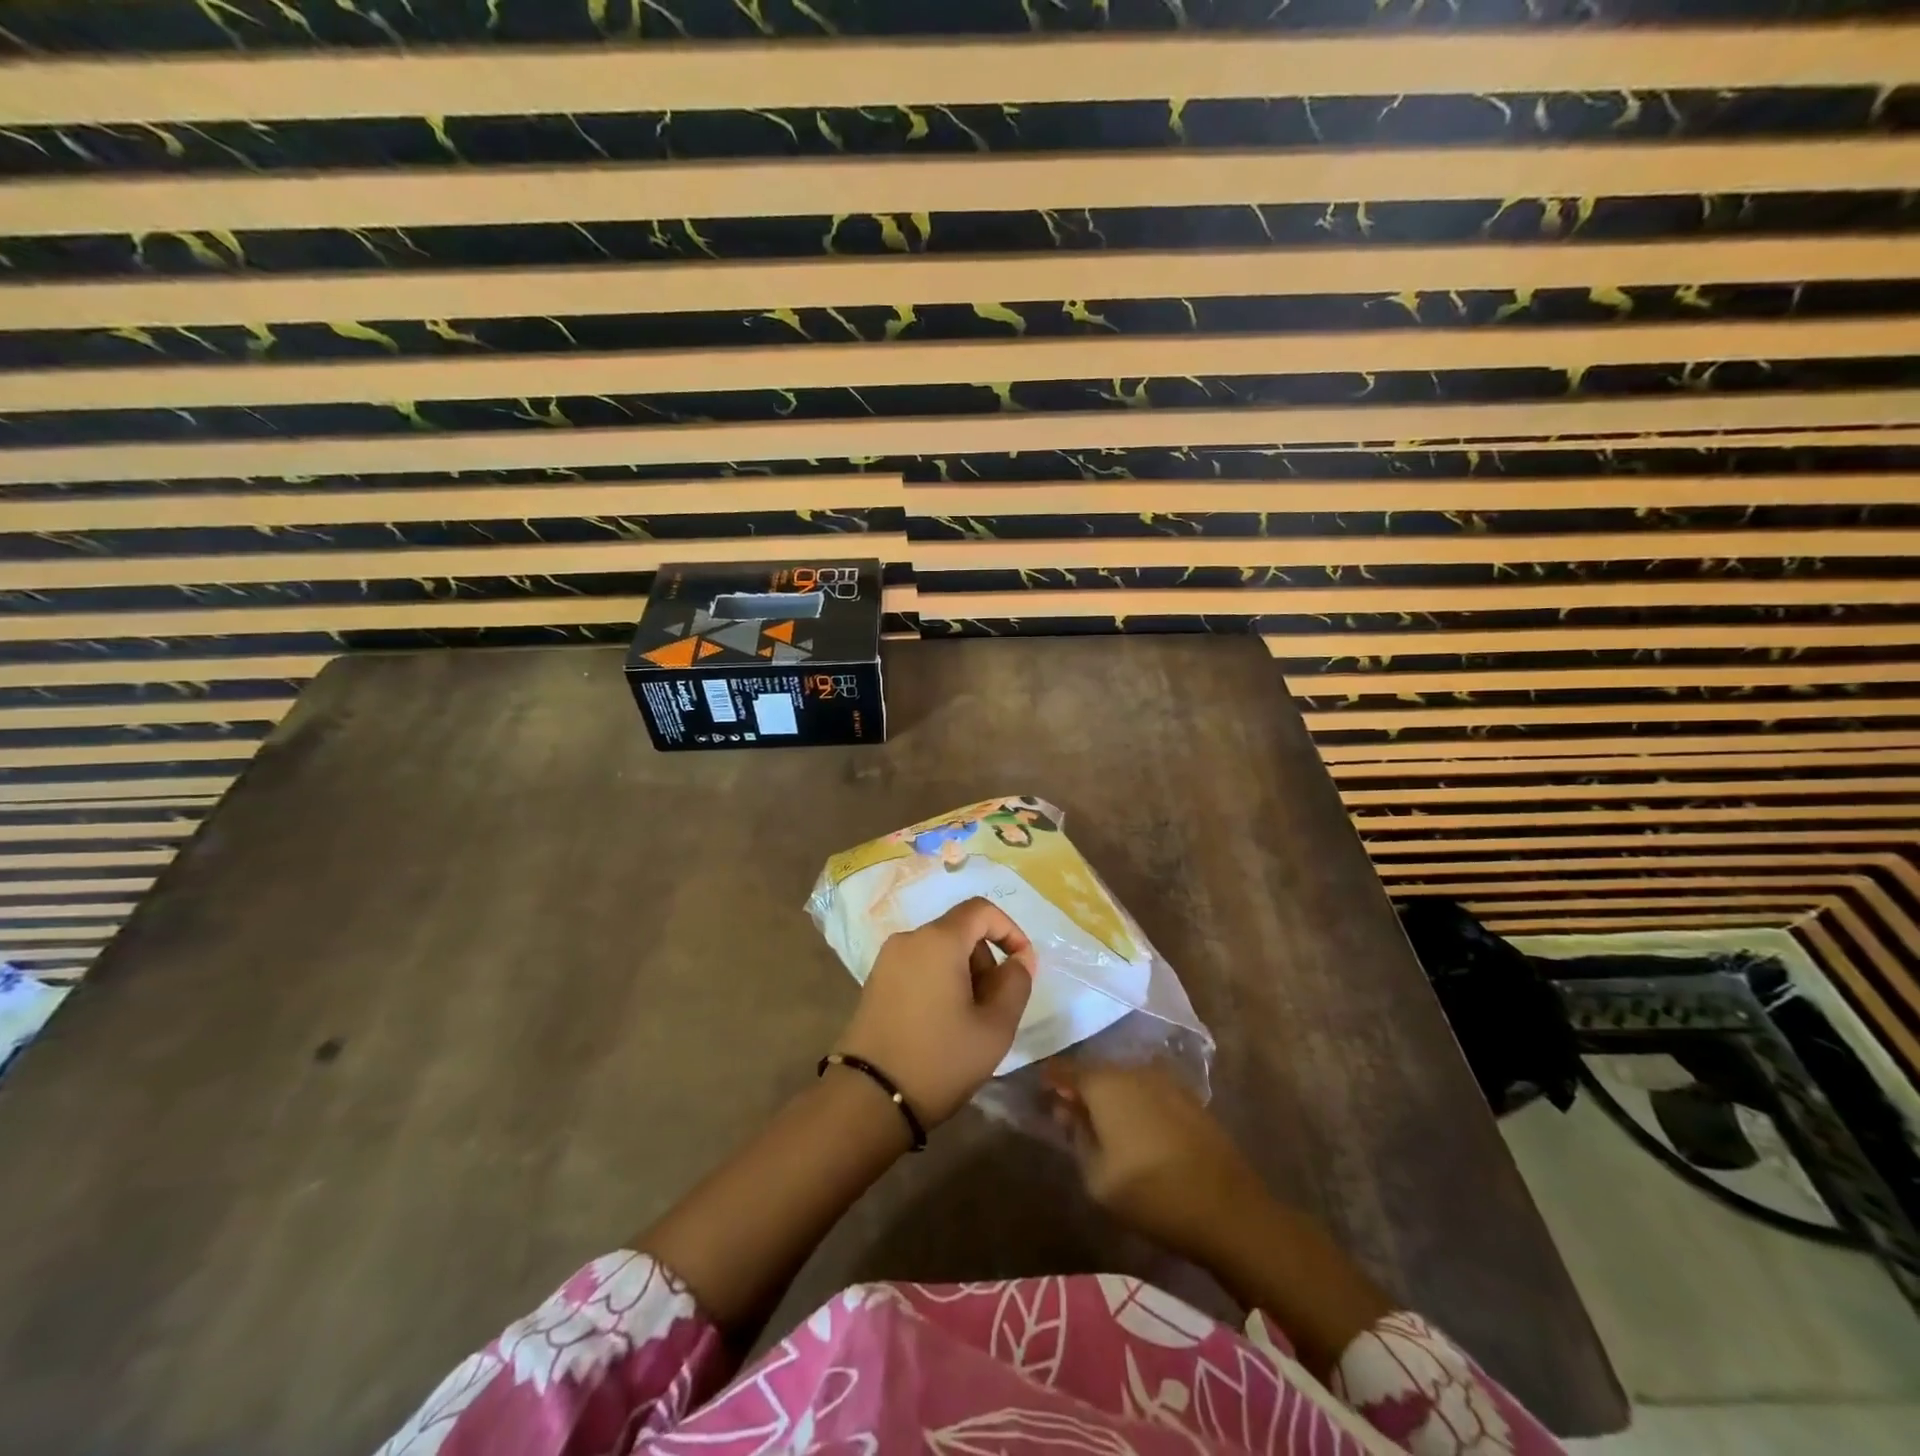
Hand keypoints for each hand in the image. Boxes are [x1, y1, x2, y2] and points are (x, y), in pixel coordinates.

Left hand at [834, 897, 1036, 1126]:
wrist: (868, 1098)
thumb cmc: (940, 1059)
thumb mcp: (995, 1027)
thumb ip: (1016, 984)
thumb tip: (1020, 958)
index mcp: (938, 940)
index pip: (981, 910)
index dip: (1010, 930)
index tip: (1023, 965)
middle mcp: (909, 939)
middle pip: (960, 931)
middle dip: (986, 960)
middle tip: (996, 1006)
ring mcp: (887, 960)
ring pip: (940, 951)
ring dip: (964, 974)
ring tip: (970, 1022)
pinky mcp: (875, 982)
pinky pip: (919, 967)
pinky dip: (939, 982)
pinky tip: (942, 1024)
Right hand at [1050, 1061, 1265, 1264]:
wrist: (1227, 1208)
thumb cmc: (1150, 1193)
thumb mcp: (1097, 1177)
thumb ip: (1076, 1137)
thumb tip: (1066, 1110)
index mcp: (1105, 1083)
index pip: (1066, 1070)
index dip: (1051, 1079)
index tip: (1040, 1091)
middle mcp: (1133, 1070)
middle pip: (1097, 1071)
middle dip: (1081, 1087)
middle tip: (1069, 1111)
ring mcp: (1165, 1080)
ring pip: (1125, 1079)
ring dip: (1110, 1095)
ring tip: (1103, 1122)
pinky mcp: (1189, 1097)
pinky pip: (1149, 1091)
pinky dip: (1136, 1102)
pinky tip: (1137, 1127)